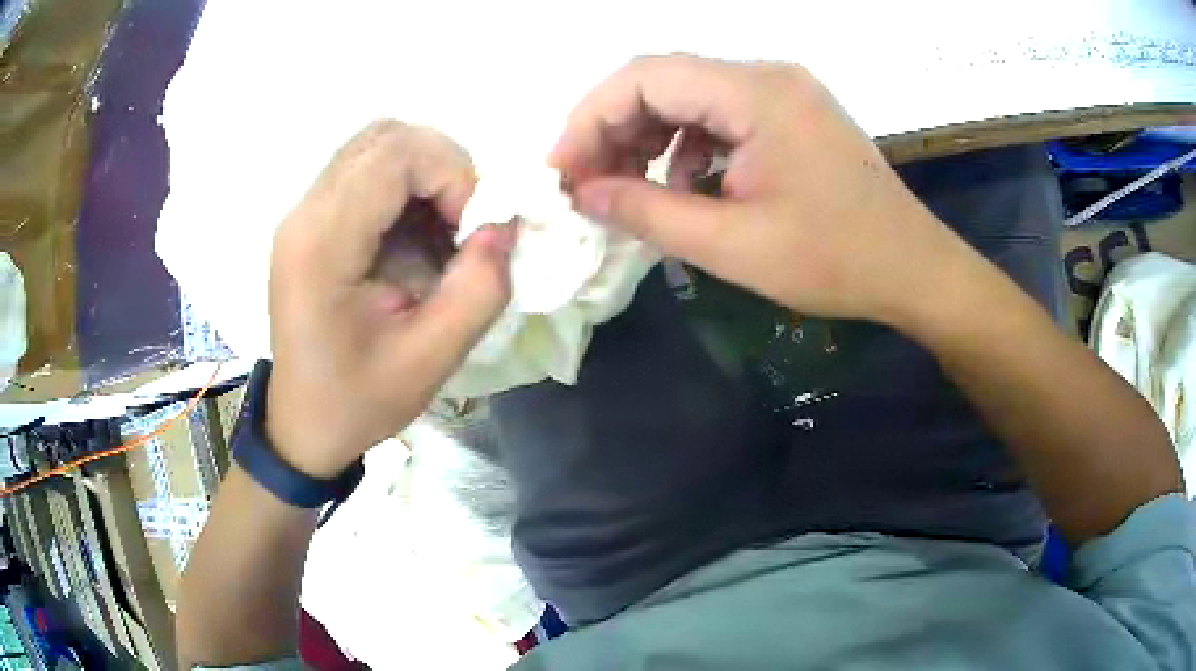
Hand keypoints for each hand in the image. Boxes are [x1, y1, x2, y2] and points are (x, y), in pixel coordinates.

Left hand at [266, 121, 515, 478]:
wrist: (303, 423)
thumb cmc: (358, 401)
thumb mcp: (430, 360)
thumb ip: (479, 290)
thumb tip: (504, 227)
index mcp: (322, 246)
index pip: (395, 155)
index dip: (453, 175)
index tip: (474, 229)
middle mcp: (305, 213)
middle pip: (386, 137)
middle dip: (443, 167)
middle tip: (465, 223)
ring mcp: (304, 213)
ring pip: (377, 146)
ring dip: (426, 175)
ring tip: (444, 230)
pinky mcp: (311, 220)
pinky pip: (367, 172)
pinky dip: (407, 188)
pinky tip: (418, 236)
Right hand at [550, 55, 974, 327]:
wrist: (913, 269)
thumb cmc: (835, 261)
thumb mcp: (733, 246)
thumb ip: (648, 214)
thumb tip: (583, 194)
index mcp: (756, 93)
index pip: (644, 76)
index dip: (589, 118)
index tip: (562, 171)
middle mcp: (767, 75)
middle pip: (663, 80)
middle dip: (613, 129)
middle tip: (588, 185)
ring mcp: (783, 91)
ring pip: (689, 96)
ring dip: (648, 137)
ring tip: (627, 189)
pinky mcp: (792, 113)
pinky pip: (721, 113)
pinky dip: (687, 144)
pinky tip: (684, 185)